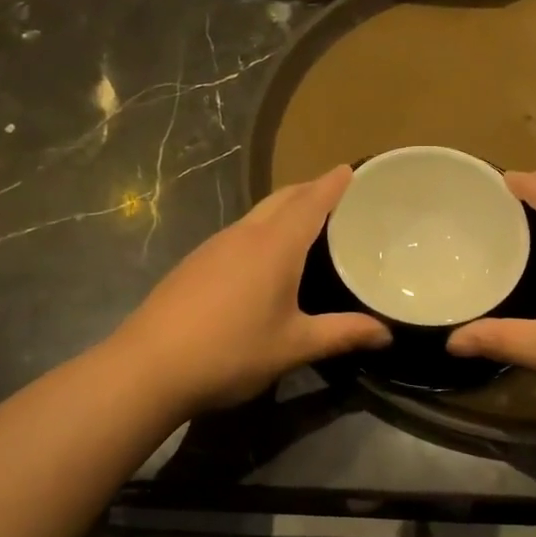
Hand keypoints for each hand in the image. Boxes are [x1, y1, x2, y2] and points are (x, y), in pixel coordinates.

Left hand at [113, 166, 389, 415]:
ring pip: (258, 212)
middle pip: (283, 197)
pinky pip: (240, 231)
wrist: (148, 366)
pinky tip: (264, 256)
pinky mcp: (195, 261)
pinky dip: (263, 227)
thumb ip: (342, 335)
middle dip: (310, 189)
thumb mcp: (294, 346)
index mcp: (275, 245)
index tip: (351, 169)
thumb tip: (387, 333)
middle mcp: (245, 234)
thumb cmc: (230, 351)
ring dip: (285, 207)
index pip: (312, 201)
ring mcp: (215, 245)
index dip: (333, 184)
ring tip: (307, 222)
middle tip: (337, 195)